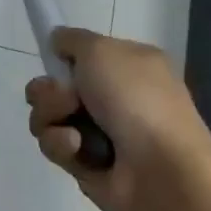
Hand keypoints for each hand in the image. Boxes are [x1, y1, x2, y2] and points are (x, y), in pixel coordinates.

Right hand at [25, 27, 210, 210]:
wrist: (161, 171)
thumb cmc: (136, 100)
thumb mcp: (101, 50)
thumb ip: (73, 39)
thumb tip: (57, 41)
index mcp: (129, 66)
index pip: (84, 56)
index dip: (64, 59)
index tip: (53, 59)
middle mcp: (115, 98)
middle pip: (56, 86)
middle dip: (49, 92)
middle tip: (66, 98)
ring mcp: (101, 133)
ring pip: (49, 116)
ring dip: (52, 118)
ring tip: (73, 131)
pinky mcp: (86, 164)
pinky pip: (56, 146)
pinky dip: (62, 145)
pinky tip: (78, 149)